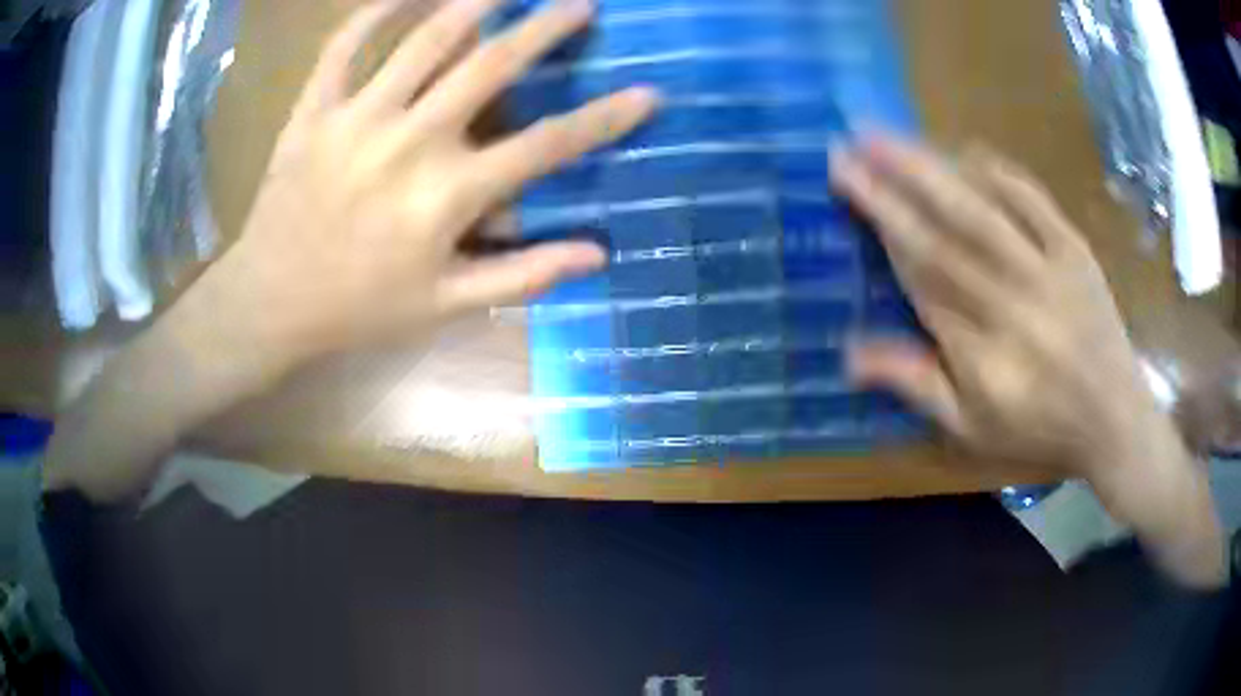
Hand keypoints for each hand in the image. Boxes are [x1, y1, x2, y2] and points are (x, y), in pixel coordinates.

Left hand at [207, 0, 657, 373]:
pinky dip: (374, 12)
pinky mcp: (314, 111)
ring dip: (474, 1)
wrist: (270, 302)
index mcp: (448, 195)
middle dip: (546, 28)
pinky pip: (344, 46)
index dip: (605, 119)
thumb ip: (523, 275)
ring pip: (425, 39)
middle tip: (581, 2)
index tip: (648, 93)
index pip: (547, 146)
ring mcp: (357, 118)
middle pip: (492, 66)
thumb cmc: (360, 308)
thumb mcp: (446, 305)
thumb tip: (598, 254)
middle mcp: (410, 142)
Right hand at [832, 136, 1223, 585]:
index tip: (847, 181)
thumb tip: (848, 354)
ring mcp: (1048, 271)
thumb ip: (915, 385)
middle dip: (893, 184)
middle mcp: (1013, 305)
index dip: (881, 223)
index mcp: (983, 354)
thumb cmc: (1038, 428)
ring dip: (933, 168)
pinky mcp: (1075, 251)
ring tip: (889, 136)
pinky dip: (998, 173)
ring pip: (983, 211)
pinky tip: (965, 151)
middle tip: (851, 143)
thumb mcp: (971, 428)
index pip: (922, 275)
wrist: (1114, 419)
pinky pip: (1034, 202)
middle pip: (946, 235)